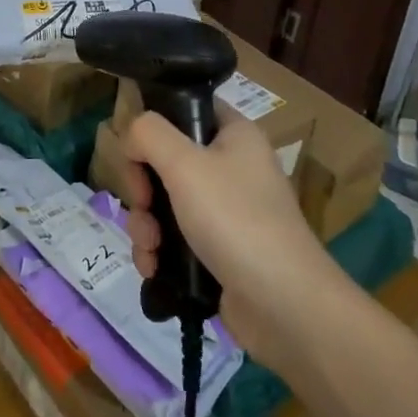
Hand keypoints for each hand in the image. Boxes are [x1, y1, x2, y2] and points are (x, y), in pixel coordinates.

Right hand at [118, 106, 351, 371]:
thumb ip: (148, 134)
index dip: (155, 126)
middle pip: (166, 160)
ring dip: (145, 224)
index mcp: (235, 134)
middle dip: (143, 188)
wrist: (285, 307)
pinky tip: (152, 268)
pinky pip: (175, 239)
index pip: (186, 109)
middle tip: (141, 205)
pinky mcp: (219, 251)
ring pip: (165, 203)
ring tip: (148, 247)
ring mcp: (226, 212)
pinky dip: (158, 251)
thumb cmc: (236, 220)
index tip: (137, 153)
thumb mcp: (184, 163)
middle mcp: (232, 167)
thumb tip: (132, 138)